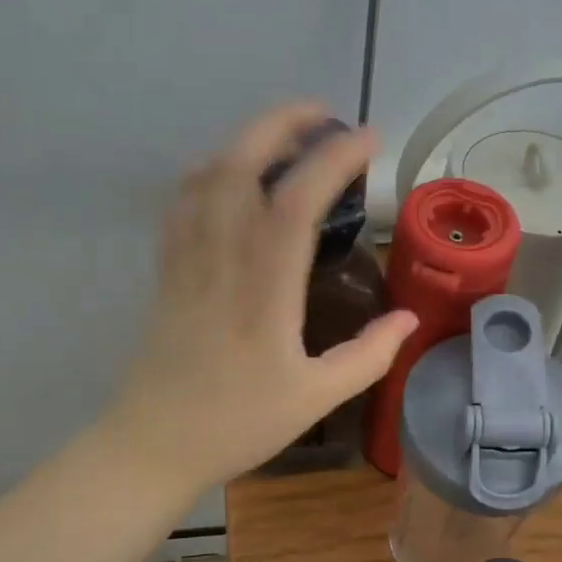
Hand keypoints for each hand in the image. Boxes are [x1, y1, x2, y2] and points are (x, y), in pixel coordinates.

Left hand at [106, 102, 416, 489]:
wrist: (152, 446)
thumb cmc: (237, 424)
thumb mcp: (315, 398)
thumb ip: (368, 356)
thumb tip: (409, 318)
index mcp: (264, 290)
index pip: (296, 202)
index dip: (333, 159)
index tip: (369, 139)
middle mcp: (221, 259)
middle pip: (241, 165)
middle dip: (281, 124)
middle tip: (324, 115)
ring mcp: (186, 259)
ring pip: (207, 176)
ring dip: (246, 140)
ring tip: (286, 136)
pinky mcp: (167, 268)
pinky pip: (183, 202)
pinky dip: (210, 170)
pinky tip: (232, 174)